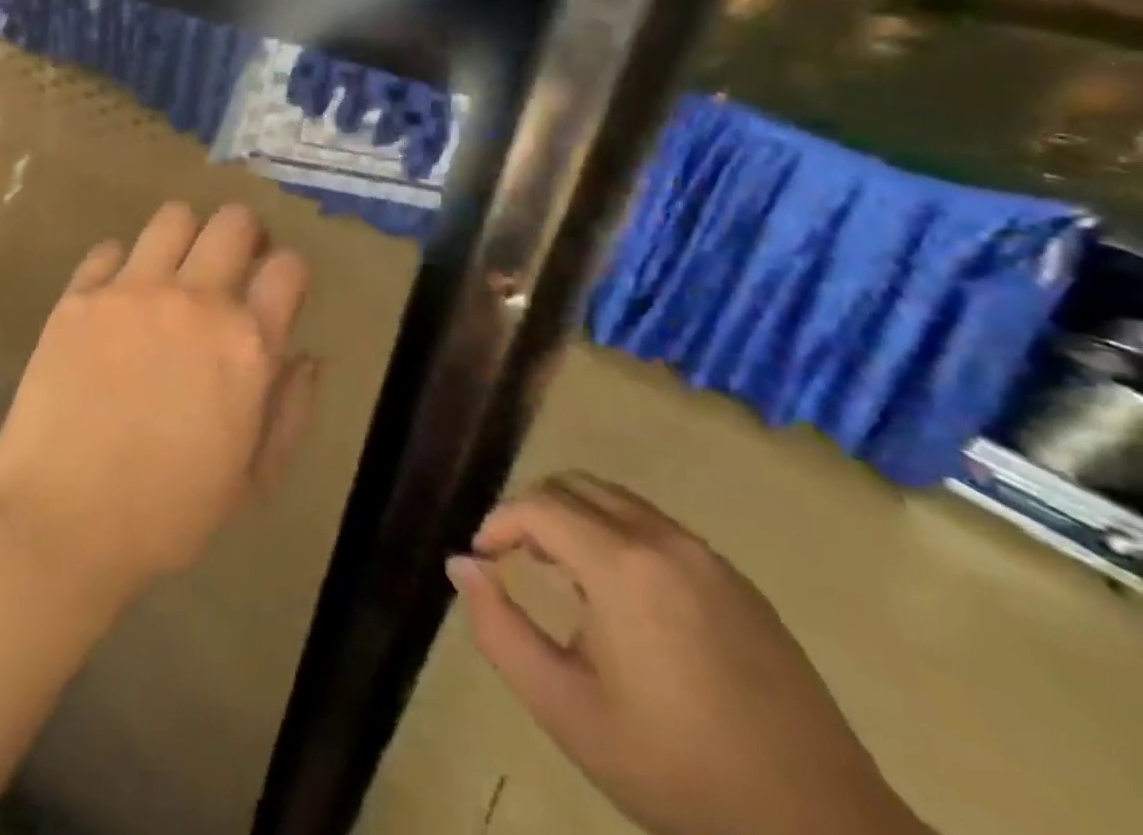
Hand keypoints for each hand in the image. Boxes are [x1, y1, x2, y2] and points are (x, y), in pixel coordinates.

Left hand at [0, 202, 315, 602]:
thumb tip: (306, 356)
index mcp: (247, 344)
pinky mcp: (79, 297)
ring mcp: (131, 292)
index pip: (289, 267)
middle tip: (232, 264)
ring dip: (185, 236)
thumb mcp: (253, 479)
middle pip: (234, 222)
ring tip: (174, 270)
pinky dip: (121, 266)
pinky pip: (109, 249)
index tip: (276, 288)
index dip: (288, 272)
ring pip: (173, 217)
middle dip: (245, 235)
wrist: (61, 522)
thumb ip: (291, 410)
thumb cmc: (168, 514)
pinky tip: (117, 301)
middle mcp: (195, 300)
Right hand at [448, 474, 929, 834]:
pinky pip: (658, 528)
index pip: (538, 505)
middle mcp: (664, 540)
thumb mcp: (567, 711)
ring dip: (577, 519)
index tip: (483, 559)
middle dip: (534, 510)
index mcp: (622, 566)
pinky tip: (623, 599)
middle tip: (517, 559)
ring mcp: (709, 557)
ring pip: (618, 501)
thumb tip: (462, 565)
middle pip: (576, 485)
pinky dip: (618, 536)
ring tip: (563, 576)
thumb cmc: (678, 771)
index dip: (498, 522)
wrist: (822, 832)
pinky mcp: (739, 581)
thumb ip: (500, 630)